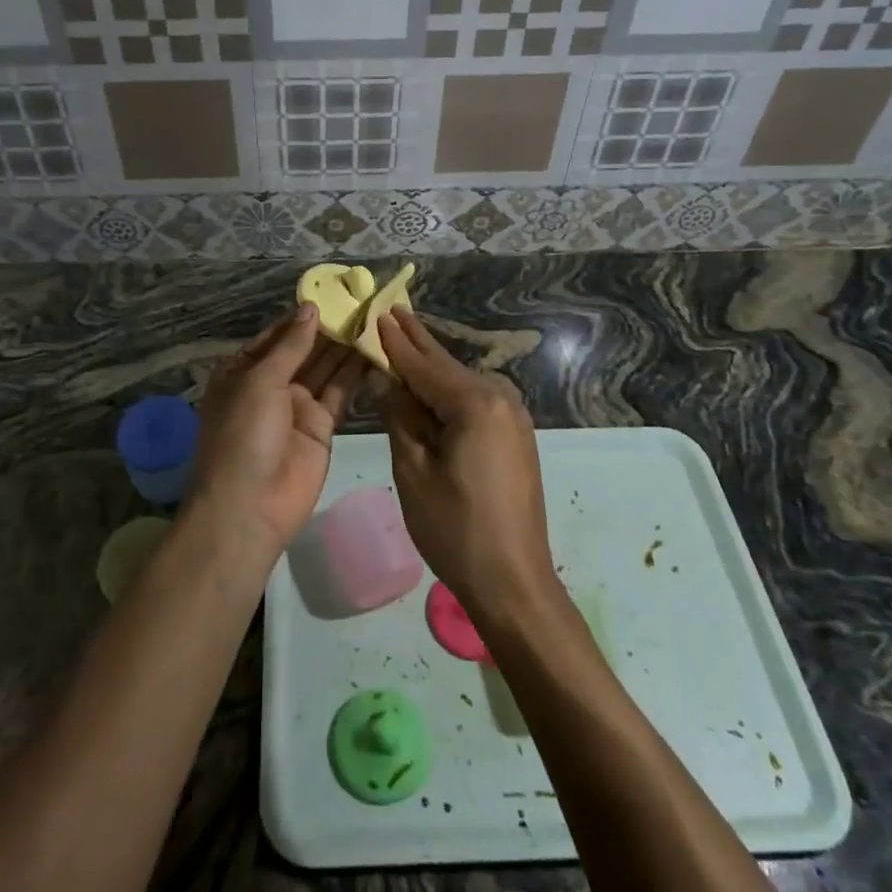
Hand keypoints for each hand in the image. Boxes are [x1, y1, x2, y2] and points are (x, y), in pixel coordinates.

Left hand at [189, 305, 367, 559]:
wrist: (249, 507)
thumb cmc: (243, 435)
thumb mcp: (260, 382)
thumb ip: (291, 346)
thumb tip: (310, 307)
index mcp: (243, 371)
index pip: (277, 335)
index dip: (303, 317)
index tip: (334, 294)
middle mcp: (270, 385)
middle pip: (304, 350)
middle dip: (329, 329)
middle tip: (363, 303)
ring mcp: (297, 406)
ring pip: (325, 369)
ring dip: (346, 347)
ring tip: (375, 319)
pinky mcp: (322, 426)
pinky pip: (339, 393)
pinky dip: (355, 374)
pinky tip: (375, 351)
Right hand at [377, 309, 555, 624]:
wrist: (513, 581)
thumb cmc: (454, 528)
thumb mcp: (413, 469)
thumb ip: (400, 414)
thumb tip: (384, 375)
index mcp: (475, 402)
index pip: (423, 363)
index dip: (395, 340)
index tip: (376, 311)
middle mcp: (500, 397)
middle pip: (446, 365)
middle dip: (416, 341)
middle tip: (391, 310)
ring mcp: (513, 415)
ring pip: (460, 381)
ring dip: (431, 365)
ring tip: (402, 338)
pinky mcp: (515, 434)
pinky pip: (474, 400)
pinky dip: (448, 390)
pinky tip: (428, 383)